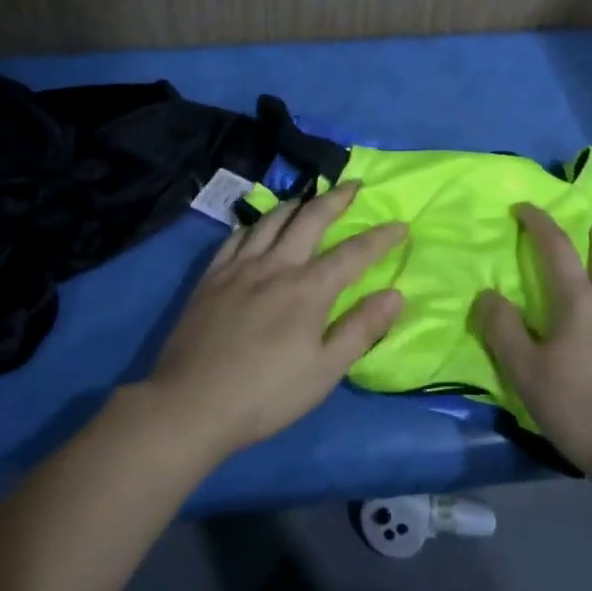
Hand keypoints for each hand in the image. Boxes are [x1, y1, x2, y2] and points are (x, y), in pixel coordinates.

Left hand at [146, 181, 406, 459]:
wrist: (191, 404)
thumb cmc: (266, 395)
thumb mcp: (324, 371)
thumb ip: (361, 329)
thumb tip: (396, 294)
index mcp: (309, 289)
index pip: (354, 253)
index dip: (380, 238)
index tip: (400, 225)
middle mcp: (276, 266)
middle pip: (311, 218)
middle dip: (336, 198)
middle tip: (353, 185)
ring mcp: (240, 267)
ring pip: (272, 219)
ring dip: (296, 203)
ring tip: (308, 199)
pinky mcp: (211, 277)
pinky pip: (237, 236)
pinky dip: (256, 225)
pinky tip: (259, 228)